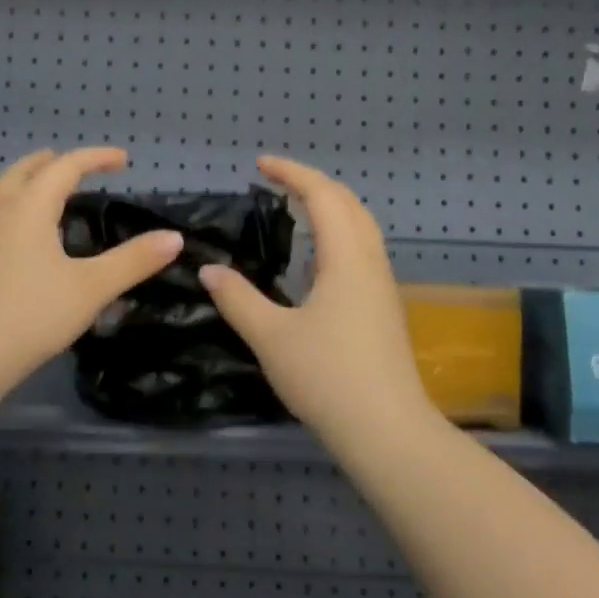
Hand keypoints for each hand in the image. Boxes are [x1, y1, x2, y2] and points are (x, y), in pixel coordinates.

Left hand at [0, 147, 183, 392]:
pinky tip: (26, 239)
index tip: (123, 159)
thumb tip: (173, 238)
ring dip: (29, 183)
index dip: (96, 158)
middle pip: (25, 172)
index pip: (66, 167)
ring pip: (4, 193)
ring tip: (49, 194)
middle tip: (77, 166)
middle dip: (53, 163)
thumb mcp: (91, 288)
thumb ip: (133, 261)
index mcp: (29, 207)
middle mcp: (0, 212)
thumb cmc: (31, 315)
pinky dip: (17, 209)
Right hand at [199, 156, 434, 439]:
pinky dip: (336, 237)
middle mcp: (370, 264)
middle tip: (276, 182)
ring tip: (294, 212)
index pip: (323, 196)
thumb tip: (210, 269)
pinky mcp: (383, 310)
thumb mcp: (271, 337)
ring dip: (329, 209)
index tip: (261, 165)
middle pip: (349, 204)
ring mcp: (382, 288)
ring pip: (360, 229)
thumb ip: (238, 298)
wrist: (388, 432)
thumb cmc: (328, 377)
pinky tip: (313, 263)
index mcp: (346, 259)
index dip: (292, 173)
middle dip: (313, 184)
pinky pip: (360, 253)